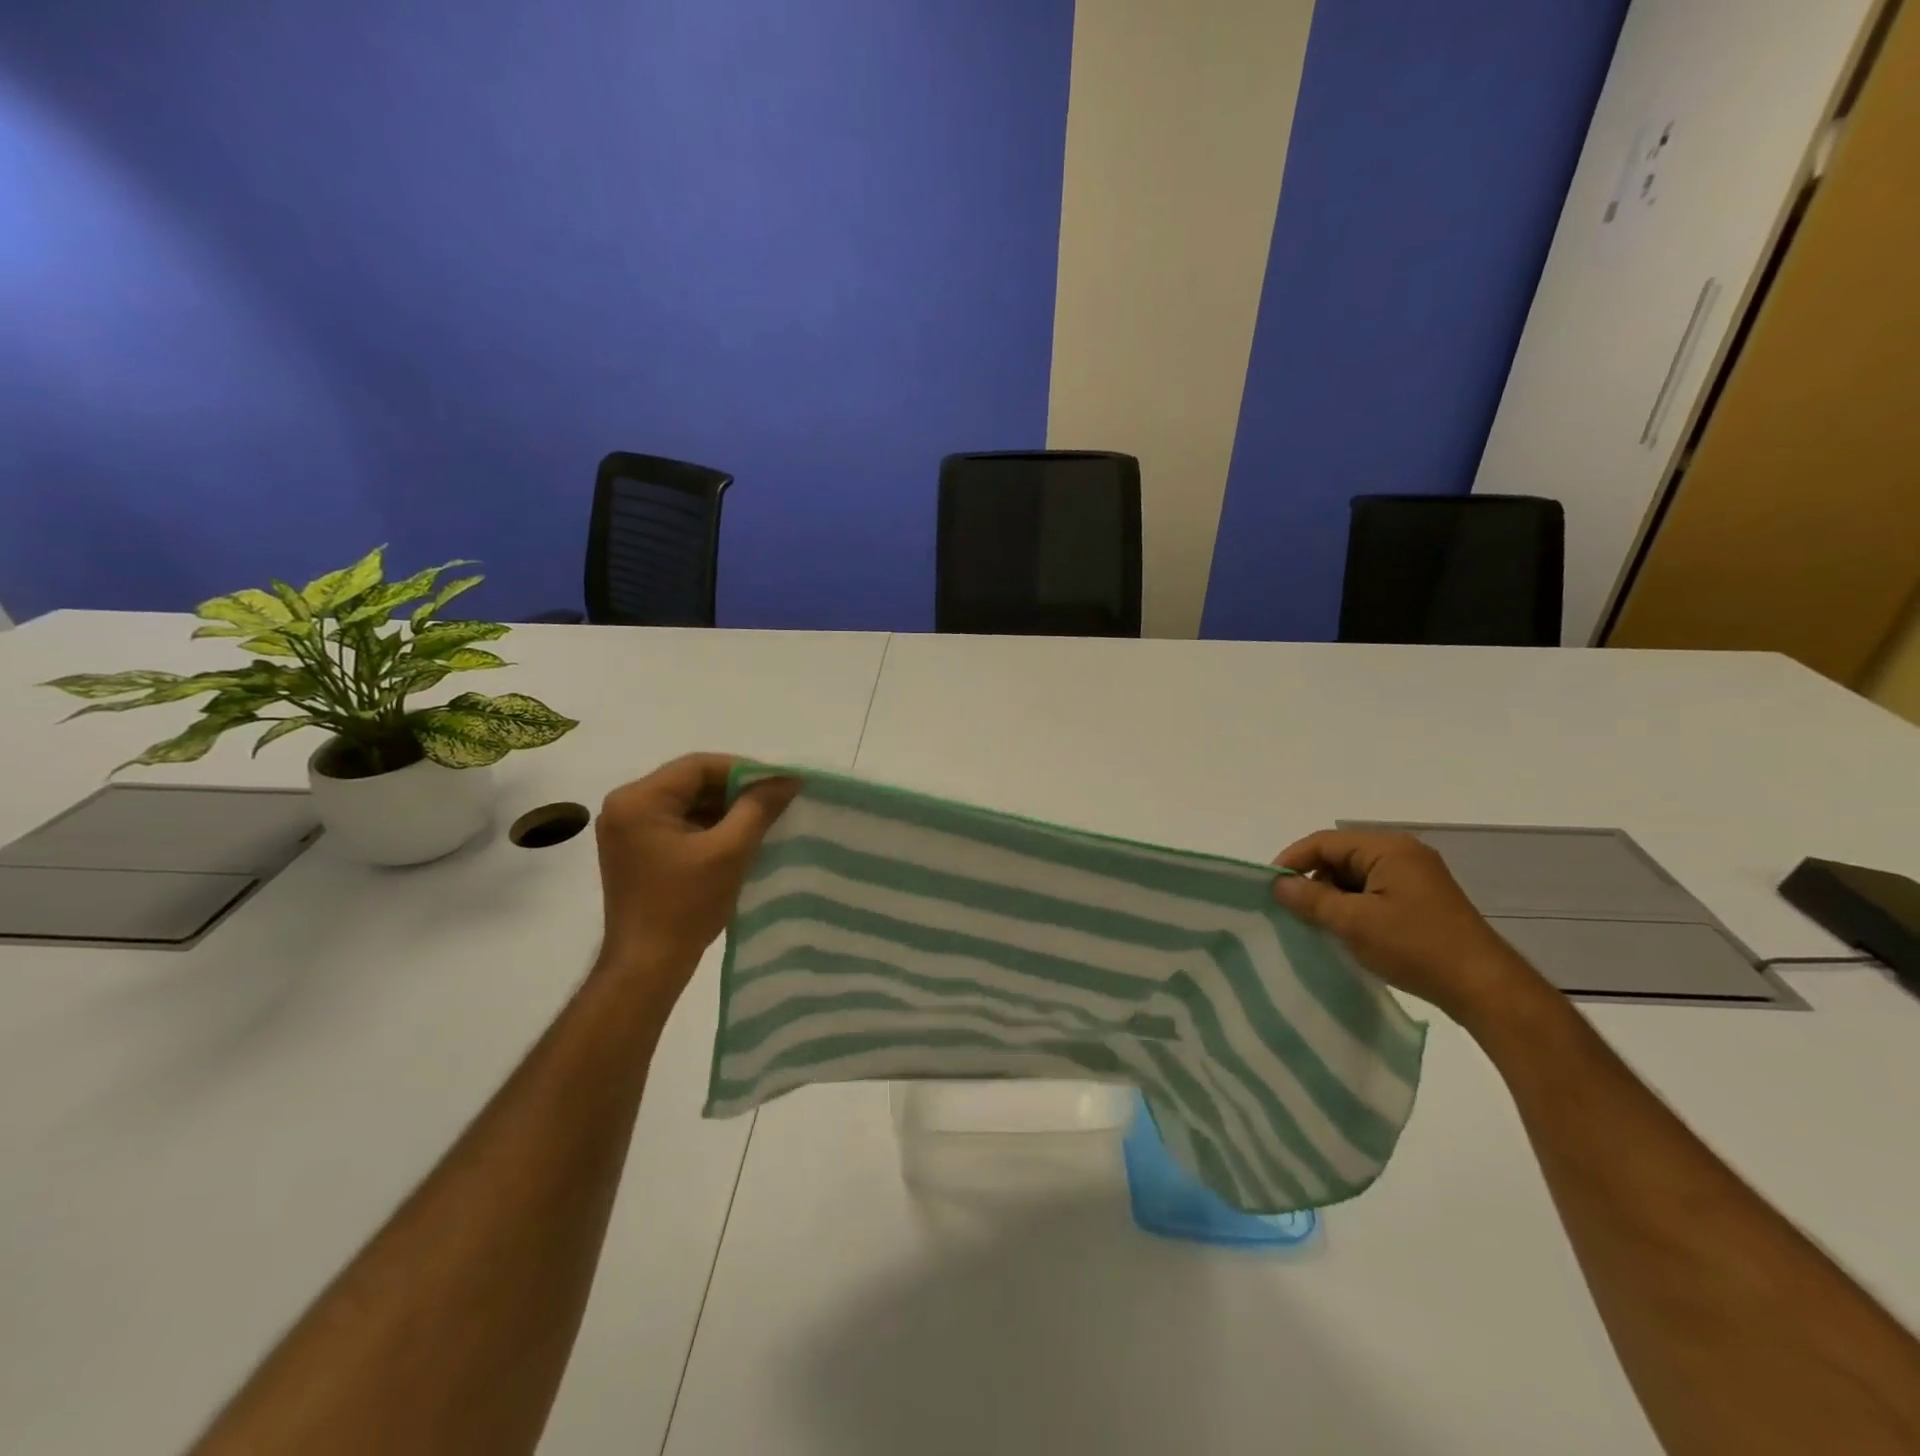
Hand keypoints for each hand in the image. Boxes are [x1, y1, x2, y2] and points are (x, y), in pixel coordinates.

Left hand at [593, 754, 796, 1000]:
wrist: (646, 967)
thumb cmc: (685, 905)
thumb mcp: (730, 851)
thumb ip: (758, 808)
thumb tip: (788, 779)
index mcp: (638, 800)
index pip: (699, 766)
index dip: (744, 770)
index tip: (780, 782)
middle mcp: (625, 806)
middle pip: (691, 782)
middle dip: (736, 791)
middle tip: (776, 800)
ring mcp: (627, 830)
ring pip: (687, 804)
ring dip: (725, 810)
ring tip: (764, 819)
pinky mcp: (635, 851)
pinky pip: (679, 824)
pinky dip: (709, 827)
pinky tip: (739, 838)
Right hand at [1271, 830, 1543, 1024]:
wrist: (1485, 988)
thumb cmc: (1415, 946)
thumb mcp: (1354, 922)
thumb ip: (1311, 899)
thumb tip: (1278, 884)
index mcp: (1388, 848)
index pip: (1324, 842)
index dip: (1292, 860)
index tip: (1269, 887)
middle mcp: (1404, 854)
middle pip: (1340, 856)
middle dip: (1312, 879)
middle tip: (1290, 908)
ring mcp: (1416, 877)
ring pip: (1356, 876)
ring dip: (1332, 896)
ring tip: (1314, 923)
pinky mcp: (1423, 901)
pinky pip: (1375, 892)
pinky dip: (1354, 906)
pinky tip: (1344, 931)